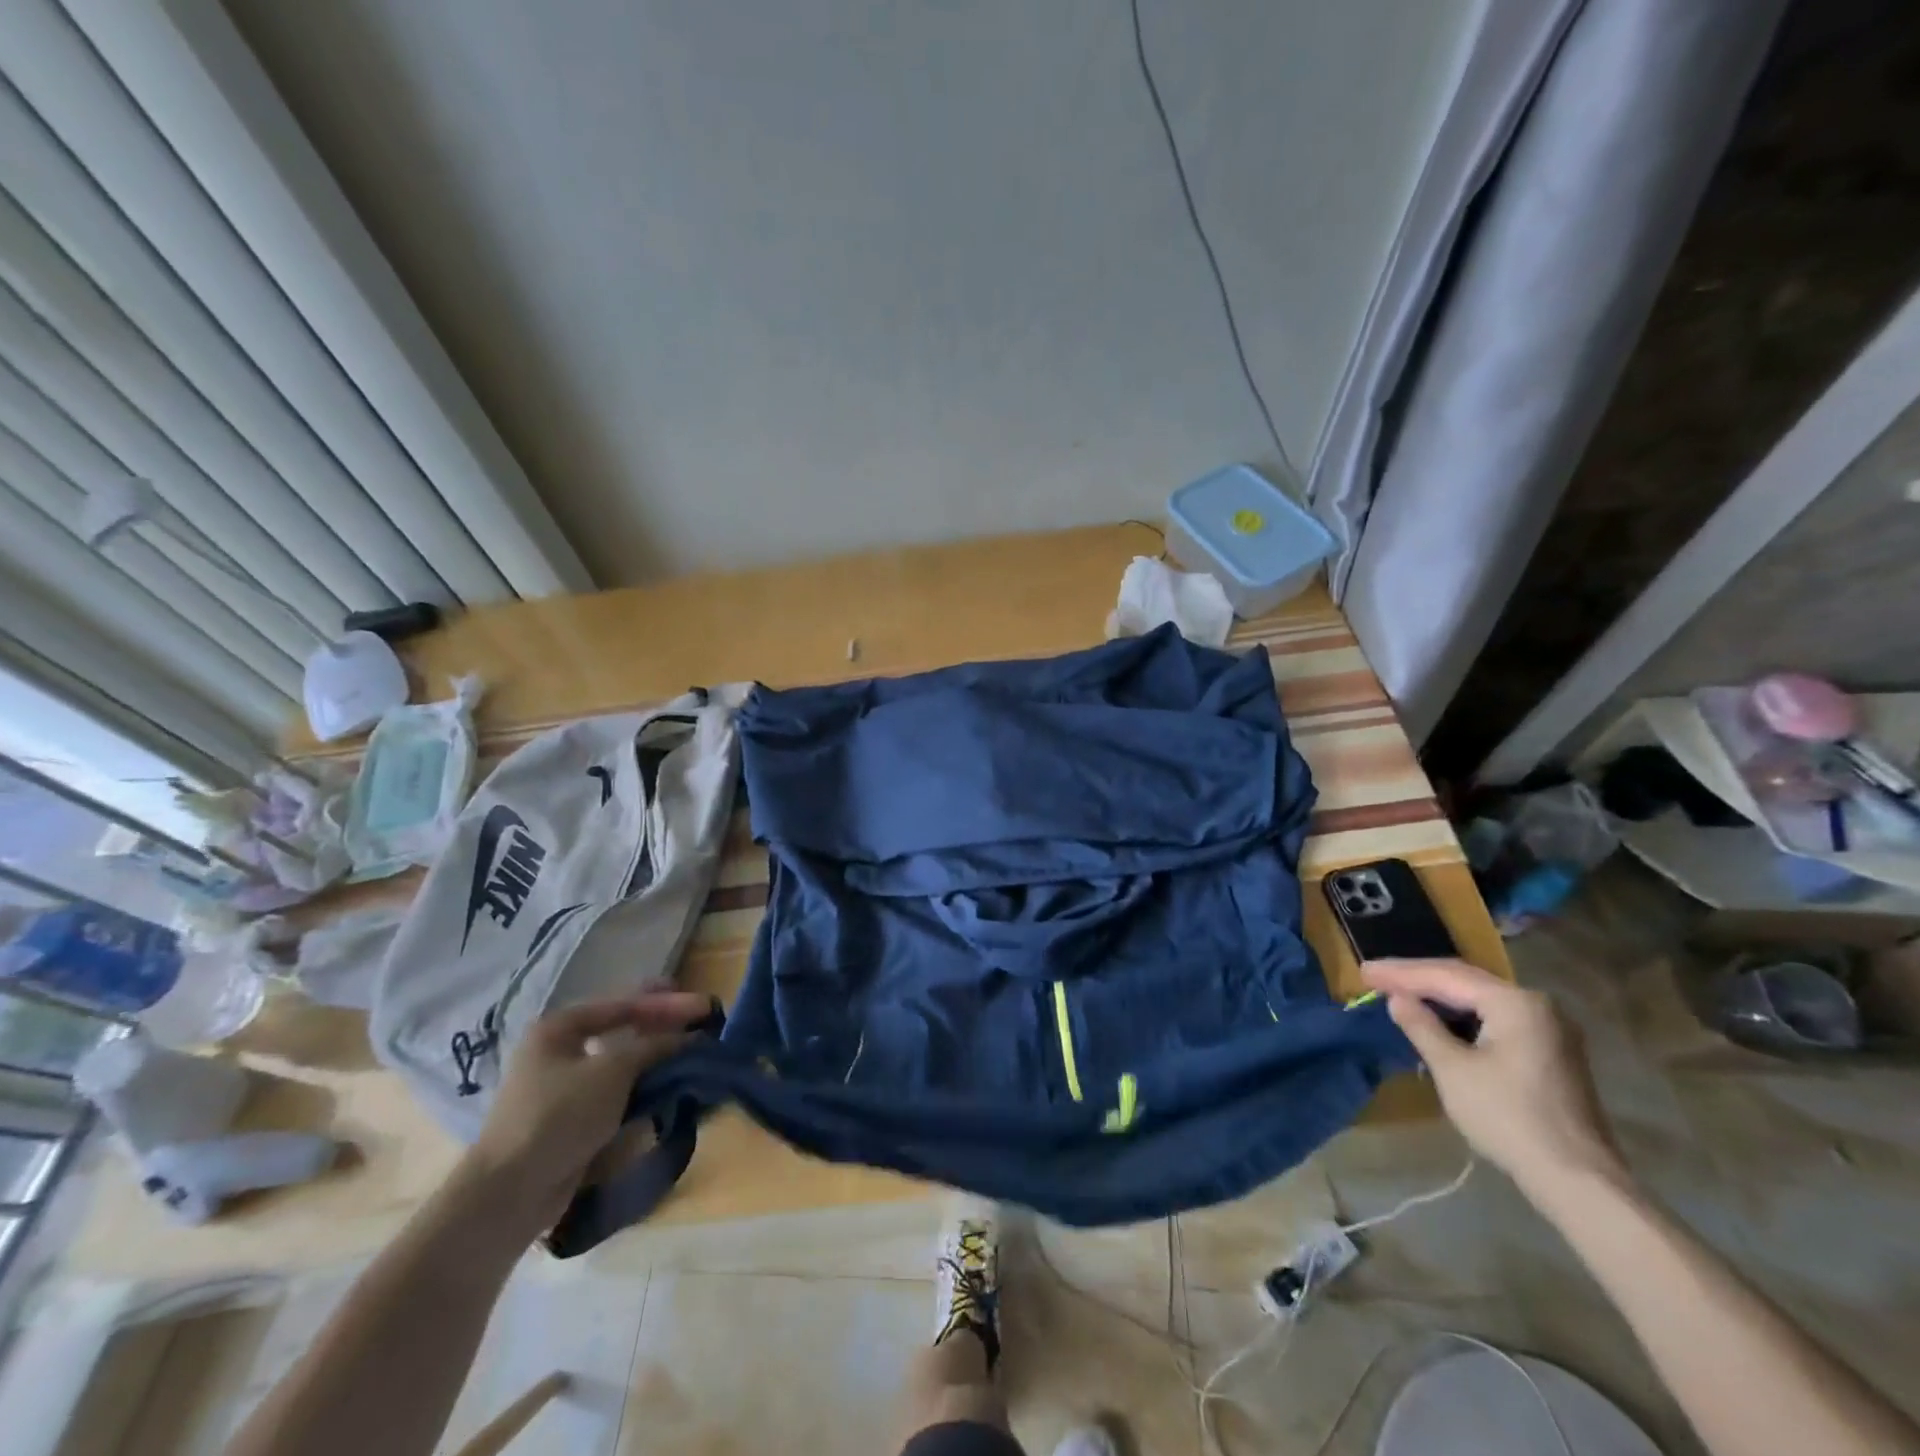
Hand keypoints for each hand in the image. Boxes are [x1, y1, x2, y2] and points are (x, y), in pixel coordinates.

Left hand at [462, 991, 709, 1238]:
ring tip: (690, 1051)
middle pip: (621, 1028)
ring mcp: (563, 1085)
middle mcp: (559, 1049)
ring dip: (655, 1055)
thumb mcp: (612, 1071)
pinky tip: (667, 1083)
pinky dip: (642, 1083)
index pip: (623, 1004)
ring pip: (621, 1060)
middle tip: (701, 1022)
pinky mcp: (571, 1118)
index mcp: (559, 1027)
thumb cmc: (558, 1116)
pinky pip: (615, 1089)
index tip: (704, 1004)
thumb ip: (654, 1046)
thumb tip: (692, 1037)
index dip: (667, 1002)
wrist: (509, 1194)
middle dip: (662, 1025)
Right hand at [1361, 958, 1625, 1197]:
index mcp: (1515, 1003)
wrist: (1578, 1180)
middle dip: (1417, 978)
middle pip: (1465, 980)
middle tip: (1374, 976)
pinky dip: (1462, 1015)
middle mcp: (1537, 1005)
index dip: (1400, 973)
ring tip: (1399, 993)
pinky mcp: (1550, 1051)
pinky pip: (1496, 1018)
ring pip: (1481, 999)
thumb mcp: (1452, 1069)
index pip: (1445, 976)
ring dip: (1439, 996)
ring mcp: (1549, 1028)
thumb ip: (1421, 1026)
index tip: (1363, 972)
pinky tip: (1438, 1019)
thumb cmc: (1508, 1118)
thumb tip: (1397, 999)